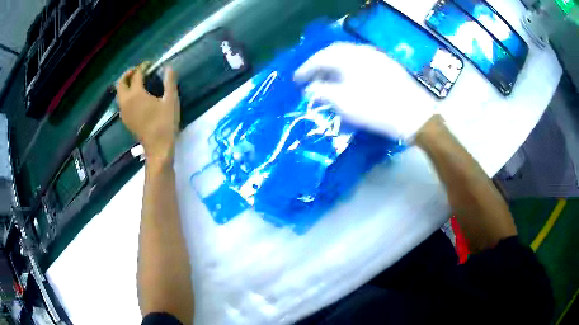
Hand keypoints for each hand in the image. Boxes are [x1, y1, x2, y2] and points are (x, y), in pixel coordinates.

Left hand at [116, 63, 179, 164]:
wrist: (158, 148)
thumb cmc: (165, 123)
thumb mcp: (171, 100)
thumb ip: (169, 81)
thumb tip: (168, 67)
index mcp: (136, 94)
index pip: (136, 75)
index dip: (143, 67)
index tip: (151, 64)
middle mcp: (126, 101)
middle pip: (121, 83)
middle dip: (128, 73)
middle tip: (138, 71)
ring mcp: (123, 112)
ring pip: (119, 93)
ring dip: (125, 84)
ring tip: (136, 82)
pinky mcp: (125, 119)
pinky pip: (121, 102)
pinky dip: (125, 95)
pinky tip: (135, 97)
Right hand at [294, 42, 435, 140]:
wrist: (415, 115)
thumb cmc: (376, 108)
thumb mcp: (343, 102)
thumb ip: (322, 92)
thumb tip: (309, 89)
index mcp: (350, 56)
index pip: (321, 57)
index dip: (306, 69)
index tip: (296, 80)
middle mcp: (363, 51)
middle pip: (335, 53)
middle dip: (320, 66)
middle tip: (310, 78)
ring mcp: (378, 57)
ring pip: (349, 58)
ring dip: (335, 67)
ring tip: (327, 81)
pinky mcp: (388, 67)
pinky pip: (362, 63)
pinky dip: (350, 71)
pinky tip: (349, 82)